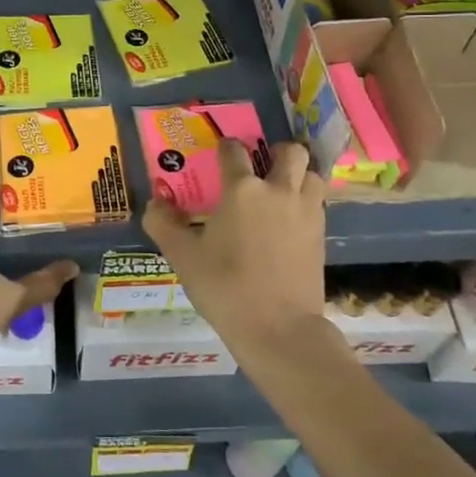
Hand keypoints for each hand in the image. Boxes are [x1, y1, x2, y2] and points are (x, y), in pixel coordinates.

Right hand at [142, 139, 327, 354]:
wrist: (278, 328)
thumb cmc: (225, 287)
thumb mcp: (183, 257)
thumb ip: (163, 225)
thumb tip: (154, 203)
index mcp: (242, 190)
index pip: (234, 152)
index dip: (226, 148)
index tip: (220, 154)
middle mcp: (278, 191)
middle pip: (290, 152)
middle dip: (276, 152)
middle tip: (262, 167)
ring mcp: (306, 212)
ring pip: (312, 174)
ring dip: (299, 175)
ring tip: (282, 190)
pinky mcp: (321, 235)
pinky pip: (318, 203)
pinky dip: (307, 201)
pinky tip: (291, 220)